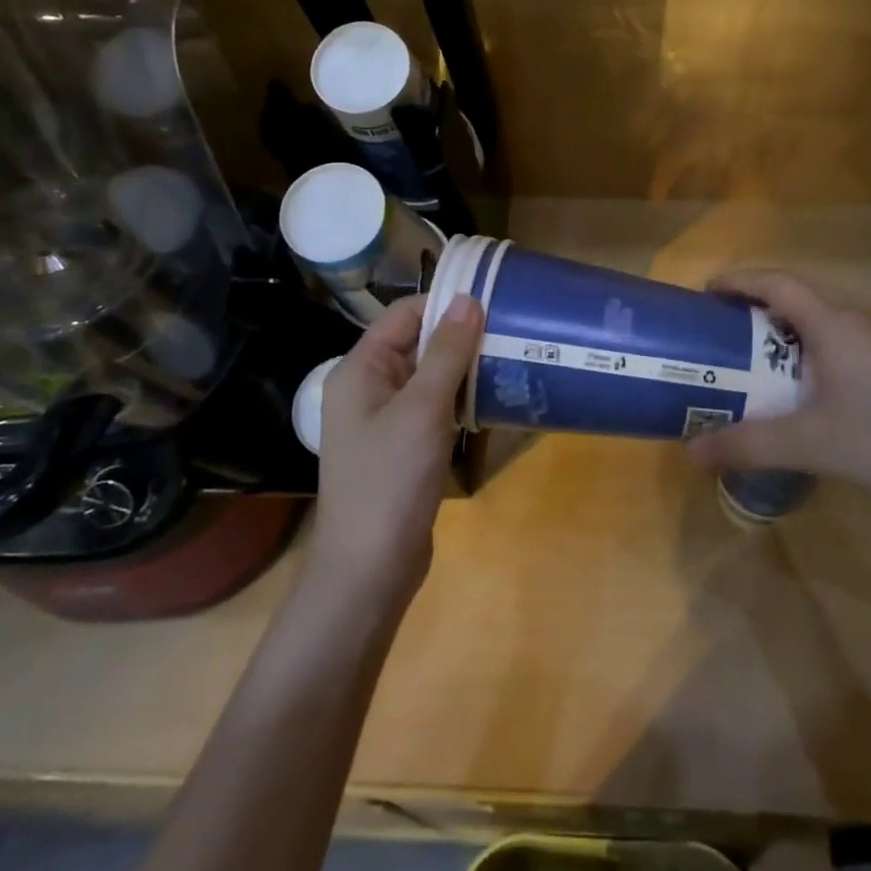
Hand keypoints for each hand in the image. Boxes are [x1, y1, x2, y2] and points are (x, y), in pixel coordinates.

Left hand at [307, 292, 484, 603]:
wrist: (369, 571)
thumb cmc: (390, 481)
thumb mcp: (422, 409)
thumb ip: (446, 352)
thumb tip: (468, 299)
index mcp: (359, 370)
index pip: (404, 315)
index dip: (445, 304)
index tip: (493, 300)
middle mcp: (367, 388)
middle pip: (416, 343)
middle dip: (460, 336)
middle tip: (510, 330)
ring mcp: (383, 420)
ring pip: (428, 377)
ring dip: (463, 368)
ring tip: (509, 357)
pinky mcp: (401, 447)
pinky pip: (431, 408)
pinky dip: (458, 399)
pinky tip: (490, 399)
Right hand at [685, 271, 870, 528]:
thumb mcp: (809, 444)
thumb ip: (747, 444)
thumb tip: (691, 450)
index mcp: (834, 326)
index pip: (778, 284)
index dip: (739, 281)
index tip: (705, 292)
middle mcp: (856, 325)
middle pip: (795, 303)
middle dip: (752, 313)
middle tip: (716, 337)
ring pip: (816, 329)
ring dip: (779, 338)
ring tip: (746, 365)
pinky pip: (834, 349)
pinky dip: (803, 357)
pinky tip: (795, 395)